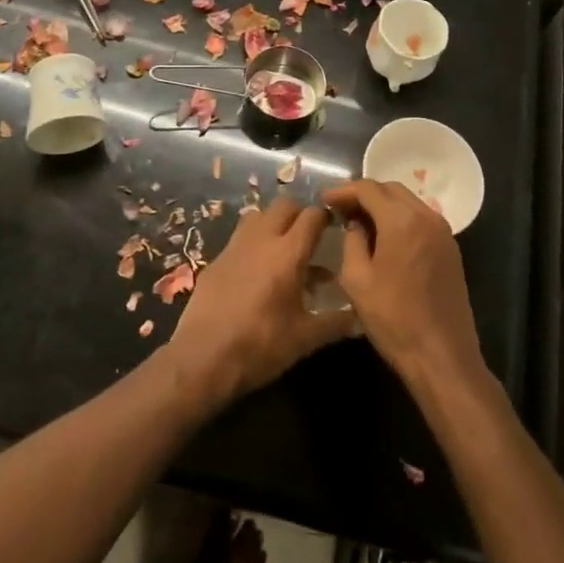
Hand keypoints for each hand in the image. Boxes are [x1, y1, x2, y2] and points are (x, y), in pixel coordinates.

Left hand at [165, 197, 356, 411]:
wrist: (203, 358)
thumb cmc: (261, 346)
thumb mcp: (305, 339)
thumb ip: (335, 323)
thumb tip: (360, 319)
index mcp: (288, 253)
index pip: (312, 216)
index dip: (326, 216)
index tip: (335, 224)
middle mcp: (262, 239)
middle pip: (284, 205)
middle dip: (299, 212)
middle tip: (310, 234)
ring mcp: (235, 246)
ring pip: (258, 215)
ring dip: (273, 222)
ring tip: (283, 246)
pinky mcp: (215, 259)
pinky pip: (239, 238)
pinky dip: (253, 243)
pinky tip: (255, 270)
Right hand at [322, 180, 484, 393]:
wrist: (442, 356)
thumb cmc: (394, 319)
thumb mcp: (357, 280)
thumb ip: (352, 242)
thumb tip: (356, 225)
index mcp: (402, 220)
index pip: (368, 189)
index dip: (344, 191)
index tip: (324, 199)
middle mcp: (426, 217)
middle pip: (391, 189)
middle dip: (364, 194)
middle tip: (341, 209)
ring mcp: (443, 232)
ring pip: (408, 202)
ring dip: (384, 205)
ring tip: (360, 221)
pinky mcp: (451, 249)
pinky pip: (421, 219)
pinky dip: (400, 218)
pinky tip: (385, 237)